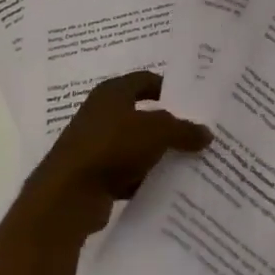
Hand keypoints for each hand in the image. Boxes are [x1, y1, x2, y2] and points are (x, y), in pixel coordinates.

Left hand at [14, 72, 210, 242]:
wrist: (68, 195)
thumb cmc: (112, 147)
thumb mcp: (158, 132)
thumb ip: (184, 130)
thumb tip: (206, 133)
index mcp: (113, 92)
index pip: (146, 80)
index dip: (170, 88)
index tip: (193, 101)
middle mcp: (101, 113)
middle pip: (141, 113)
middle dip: (167, 124)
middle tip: (195, 132)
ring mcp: (94, 144)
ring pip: (134, 144)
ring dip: (155, 153)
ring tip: (186, 161)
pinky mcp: (92, 174)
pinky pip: (125, 171)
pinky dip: (141, 177)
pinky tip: (162, 186)